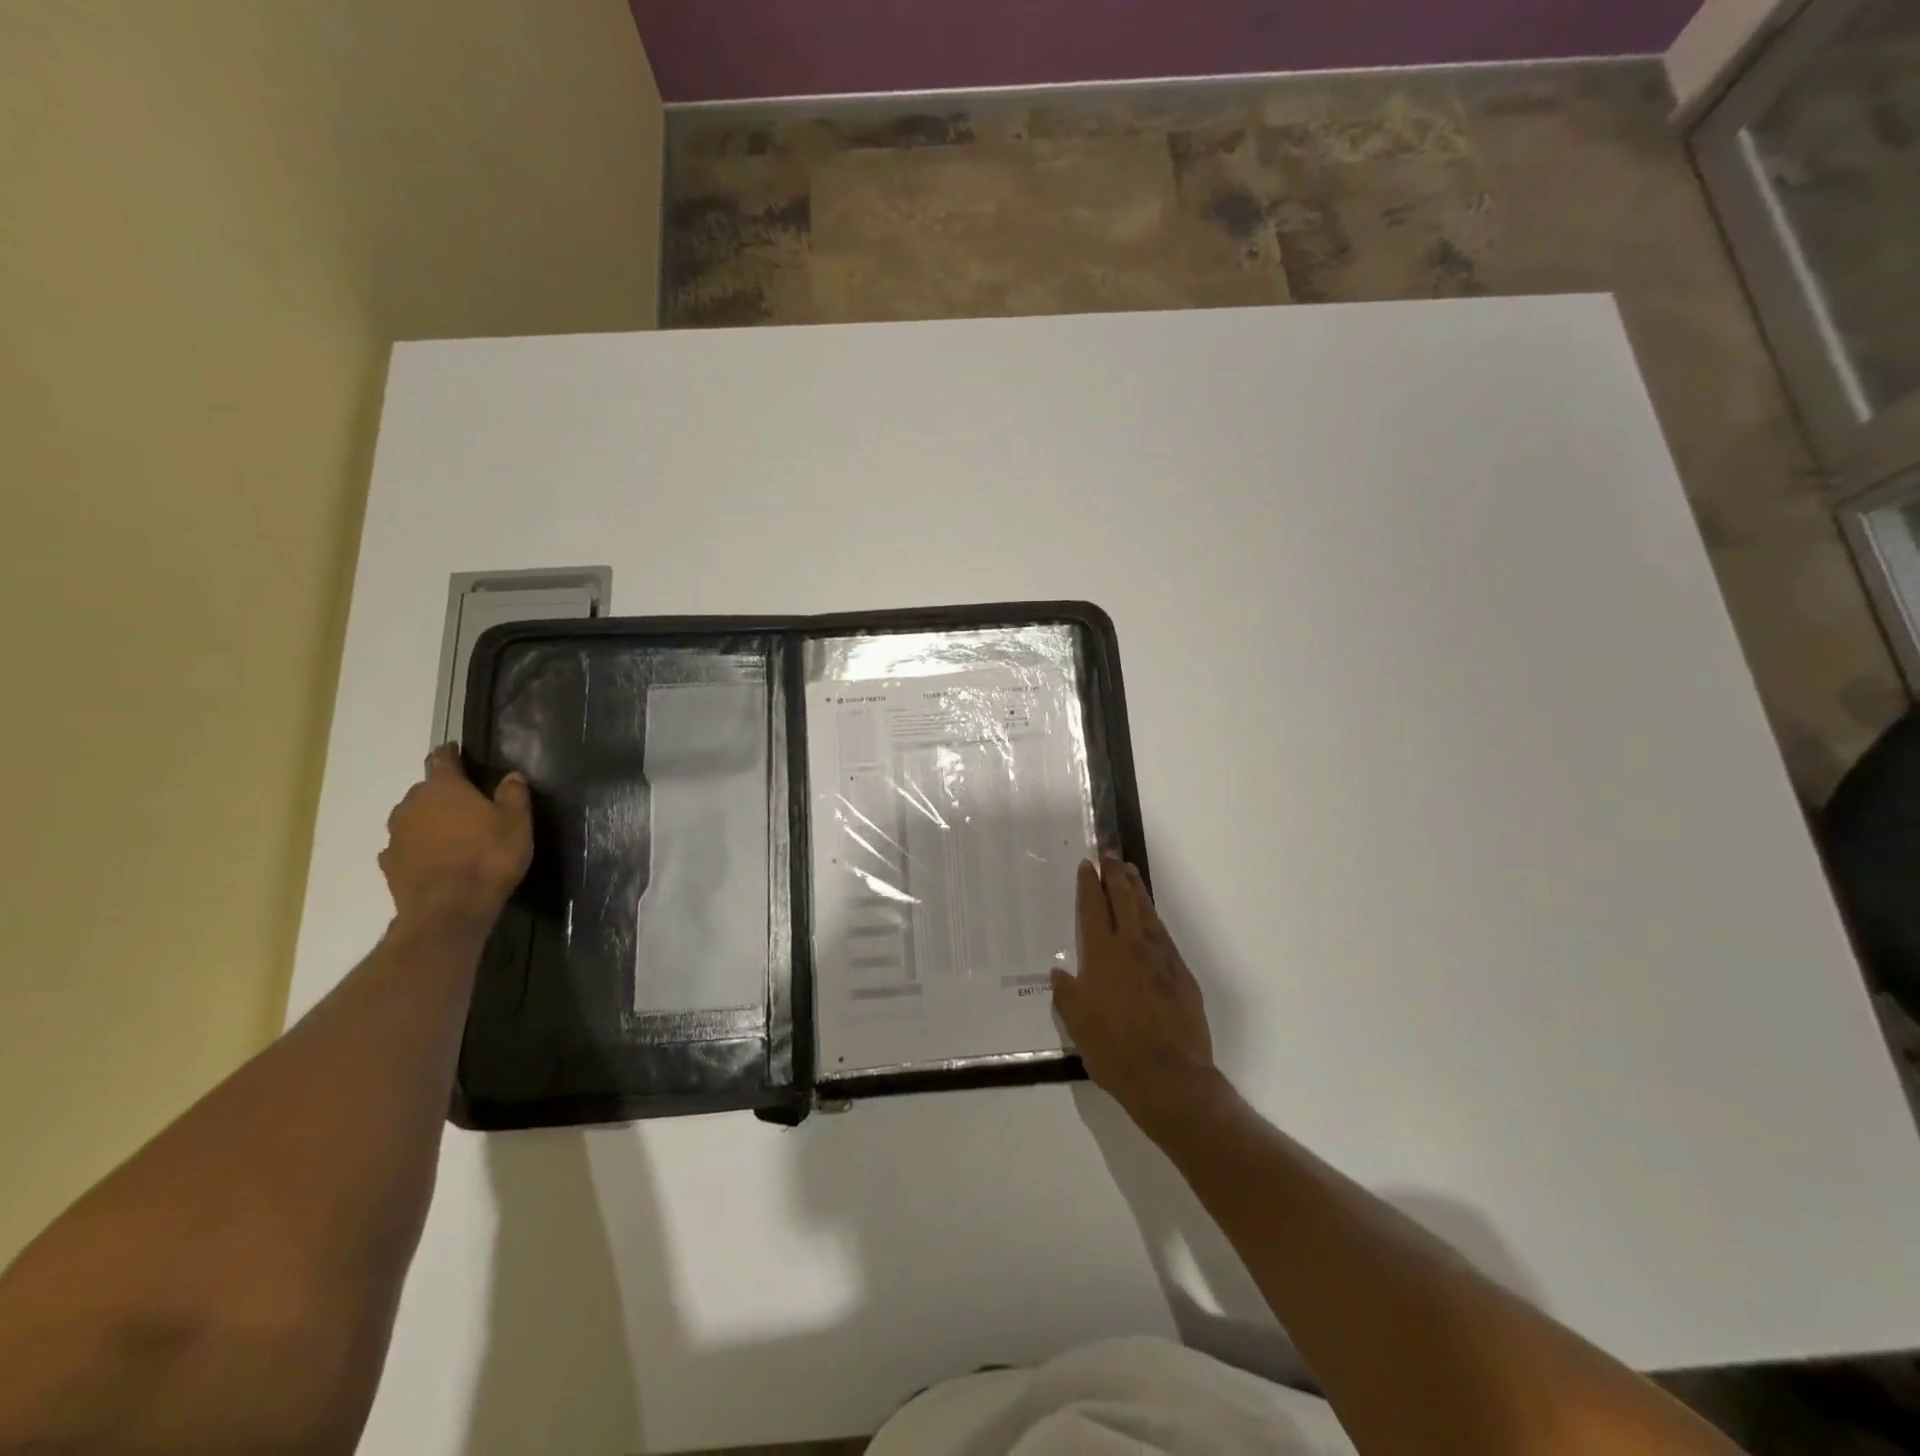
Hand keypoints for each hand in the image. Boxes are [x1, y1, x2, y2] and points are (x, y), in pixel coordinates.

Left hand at [379, 745, 532, 928]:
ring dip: (429, 821)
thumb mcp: (516, 823)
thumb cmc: (489, 856)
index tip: (456, 750)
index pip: (442, 759)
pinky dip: (419, 848)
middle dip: (443, 794)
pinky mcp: (390, 864)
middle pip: (425, 790)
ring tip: (452, 834)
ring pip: (413, 818)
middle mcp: (412, 805)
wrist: (449, 909)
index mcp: (444, 788)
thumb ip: (514, 794)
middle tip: (467, 804)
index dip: (450, 753)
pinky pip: (406, 847)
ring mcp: (396, 835)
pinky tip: (435, 859)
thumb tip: (511, 775)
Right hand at [1051, 857, 1218, 1139]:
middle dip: (1116, 874)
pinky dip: (1155, 920)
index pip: (1093, 908)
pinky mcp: (1182, 975)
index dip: (1089, 885)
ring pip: (1147, 913)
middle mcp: (1132, 948)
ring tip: (1131, 872)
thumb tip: (1059, 972)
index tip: (1087, 865)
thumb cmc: (1114, 1051)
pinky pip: (1164, 936)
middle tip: (1111, 853)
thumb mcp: (1078, 1025)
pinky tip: (1152, 919)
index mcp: (1102, 955)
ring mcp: (1161, 959)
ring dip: (1137, 890)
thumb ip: (1067, 994)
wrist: (1170, 1077)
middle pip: (1124, 900)